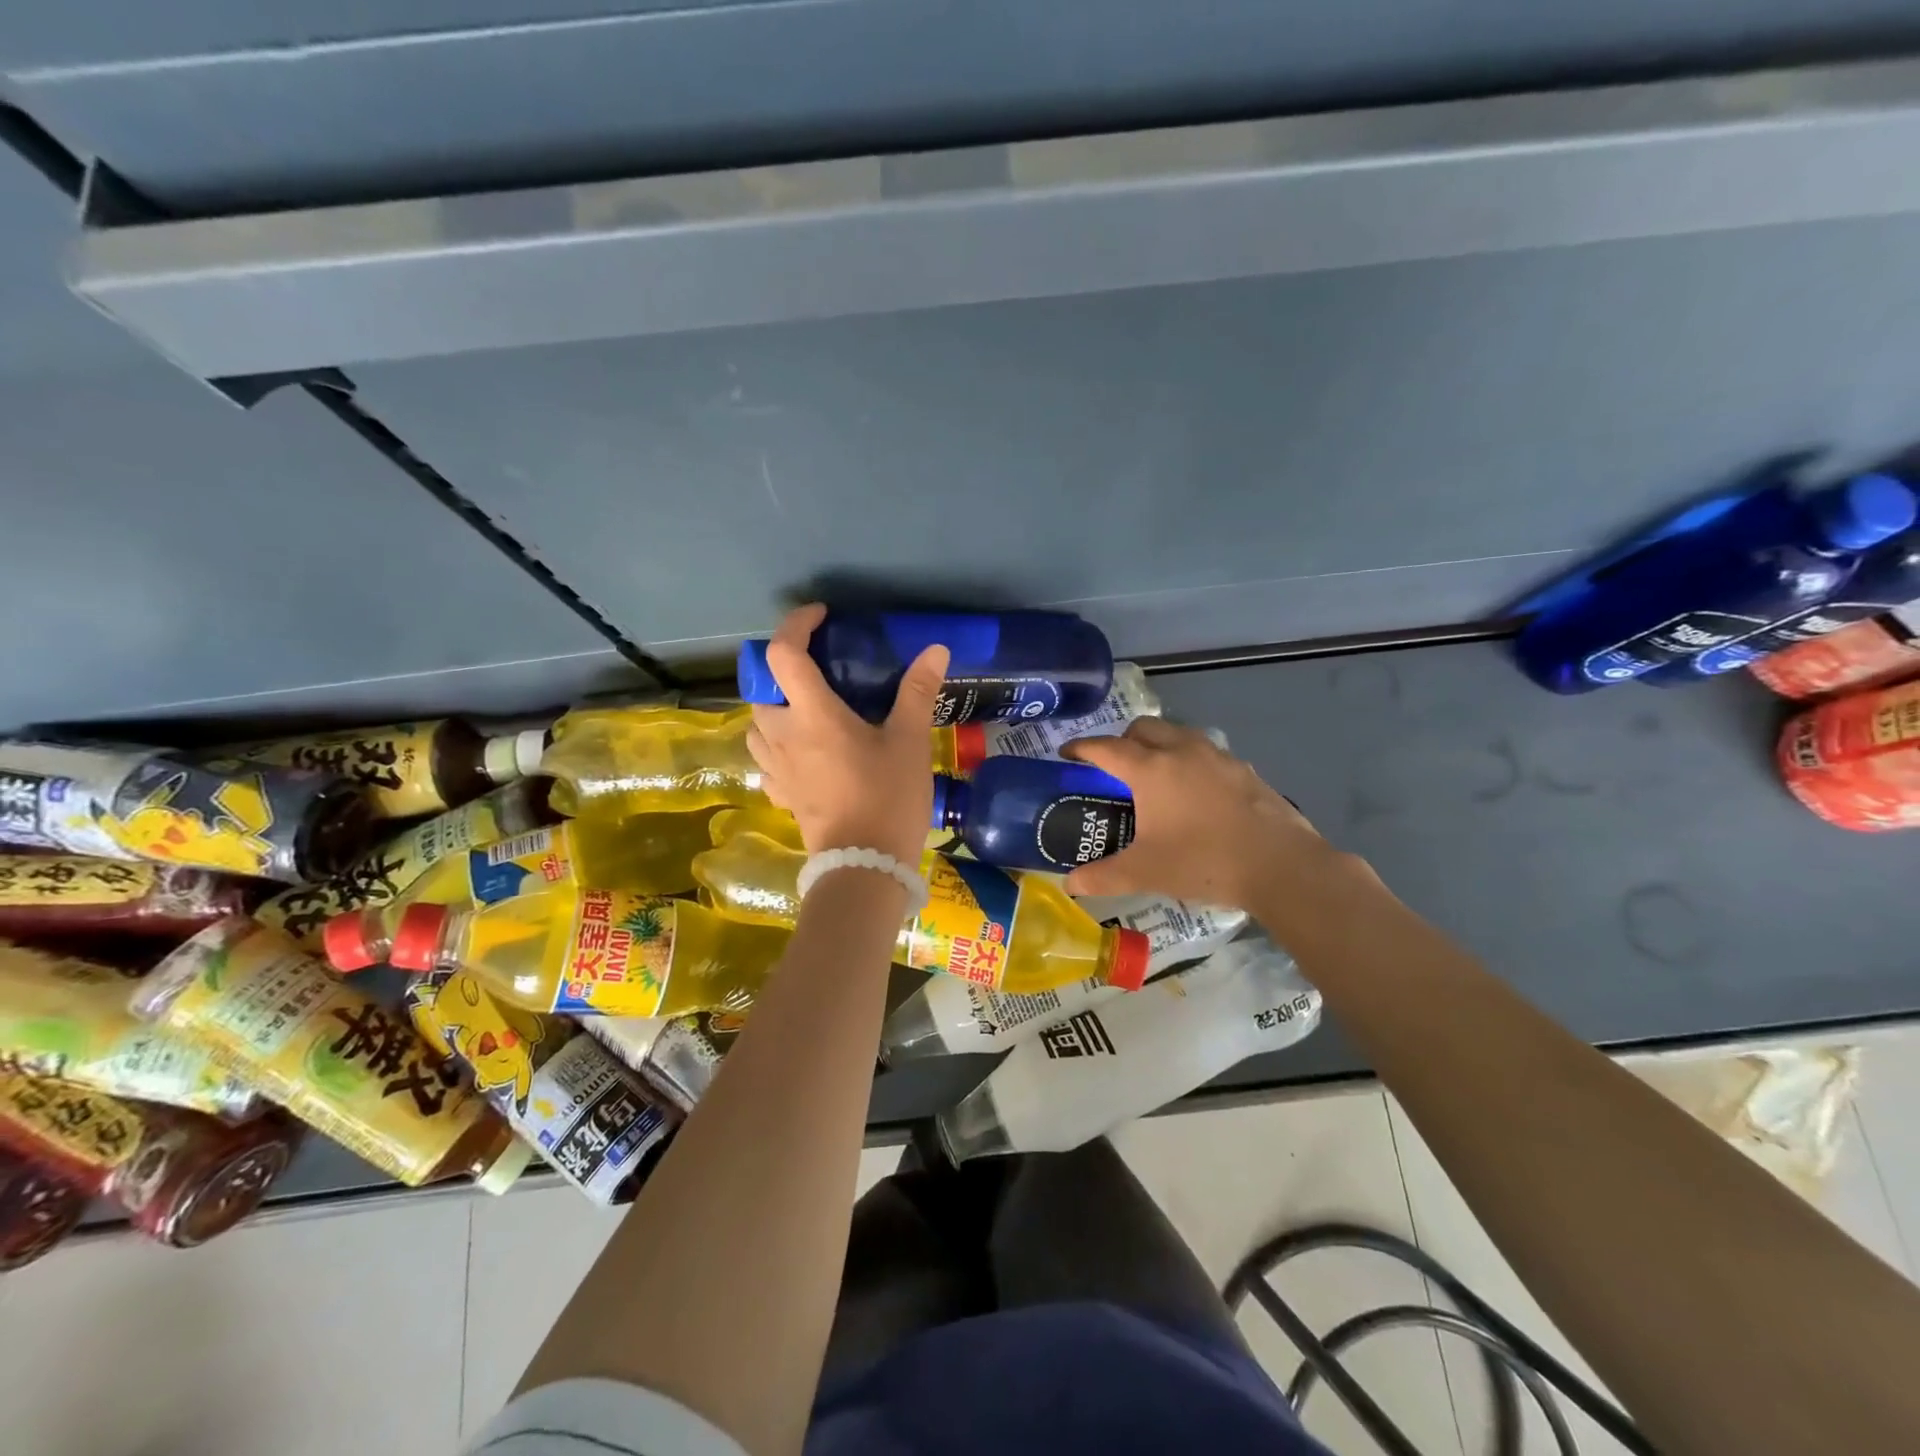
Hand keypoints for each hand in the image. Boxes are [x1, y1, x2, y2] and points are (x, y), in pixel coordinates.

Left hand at [746, 603, 949, 864]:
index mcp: (812, 714)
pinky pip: (766, 759)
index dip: (797, 624)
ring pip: (756, 725)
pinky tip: (803, 753)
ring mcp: (776, 768)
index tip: (821, 617)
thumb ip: (917, 691)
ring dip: (775, 708)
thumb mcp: (909, 741)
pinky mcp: (780, 794)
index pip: (783, 653)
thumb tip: (935, 649)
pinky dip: (778, 746)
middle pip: (761, 688)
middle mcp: (782, 735)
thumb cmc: (888, 797)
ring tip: (808, 710)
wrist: (865, 866)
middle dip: (783, 671)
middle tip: (818, 671)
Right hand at [1061, 718, 1347, 910]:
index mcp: (1150, 769)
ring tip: (1154, 777)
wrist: (1281, 865)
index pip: (1105, 747)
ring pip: (1177, 734)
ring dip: (1158, 745)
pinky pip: (1204, 751)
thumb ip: (1102, 876)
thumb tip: (1069, 883)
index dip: (1081, 748)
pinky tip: (1194, 794)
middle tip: (1113, 769)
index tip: (1066, 754)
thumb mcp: (1145, 873)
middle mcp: (1181, 750)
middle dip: (1121, 740)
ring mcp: (1217, 756)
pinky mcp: (1243, 768)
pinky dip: (1188, 760)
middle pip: (1142, 728)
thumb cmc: (1203, 862)